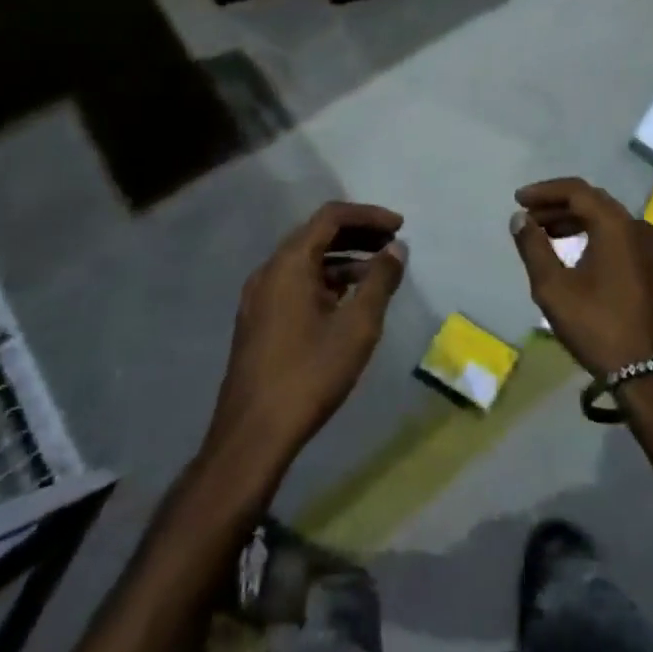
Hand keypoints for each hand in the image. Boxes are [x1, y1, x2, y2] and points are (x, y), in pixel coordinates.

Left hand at [204, 202, 406, 470]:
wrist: (252, 436)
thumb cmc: (309, 374)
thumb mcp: (357, 326)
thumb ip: (380, 280)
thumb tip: (396, 248)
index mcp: (289, 263)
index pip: (331, 216)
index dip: (369, 215)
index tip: (400, 227)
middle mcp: (269, 271)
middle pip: (317, 234)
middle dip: (358, 235)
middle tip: (393, 245)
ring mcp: (260, 297)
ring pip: (307, 261)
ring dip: (344, 259)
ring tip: (379, 274)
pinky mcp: (259, 321)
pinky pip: (296, 283)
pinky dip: (326, 280)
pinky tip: (349, 301)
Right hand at [509, 177, 652, 377]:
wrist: (650, 371)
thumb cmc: (598, 326)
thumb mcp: (554, 288)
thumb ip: (533, 247)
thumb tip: (520, 219)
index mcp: (614, 224)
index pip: (576, 190)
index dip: (544, 191)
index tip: (519, 200)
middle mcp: (634, 225)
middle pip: (591, 200)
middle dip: (556, 205)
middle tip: (528, 217)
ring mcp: (646, 245)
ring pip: (604, 217)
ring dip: (572, 219)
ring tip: (543, 233)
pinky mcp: (649, 264)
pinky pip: (615, 234)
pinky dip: (590, 233)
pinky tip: (571, 250)